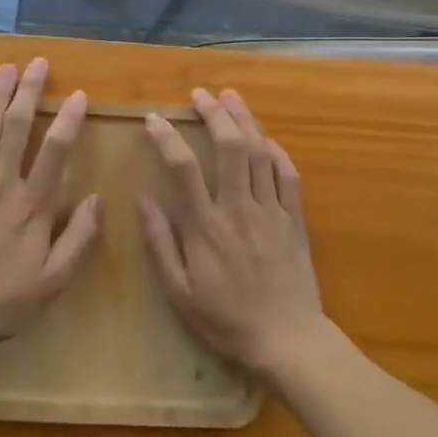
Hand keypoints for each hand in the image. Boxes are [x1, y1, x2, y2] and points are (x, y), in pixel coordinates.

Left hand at [0, 58, 99, 351]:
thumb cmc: (5, 300)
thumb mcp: (55, 279)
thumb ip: (80, 237)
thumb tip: (98, 198)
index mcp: (33, 204)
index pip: (55, 150)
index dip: (68, 119)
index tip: (78, 95)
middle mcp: (3, 184)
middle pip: (16, 127)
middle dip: (28, 91)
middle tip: (37, 63)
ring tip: (5, 69)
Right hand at [138, 88, 326, 376]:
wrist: (287, 342)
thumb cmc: (225, 321)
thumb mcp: (179, 293)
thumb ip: (161, 244)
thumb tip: (142, 200)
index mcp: (206, 226)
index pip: (183, 167)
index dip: (167, 138)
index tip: (154, 119)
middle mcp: (239, 208)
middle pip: (229, 147)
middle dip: (214, 113)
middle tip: (201, 94)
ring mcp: (271, 211)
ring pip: (259, 153)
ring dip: (245, 120)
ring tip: (232, 97)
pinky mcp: (294, 220)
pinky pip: (288, 176)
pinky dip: (277, 153)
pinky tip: (267, 140)